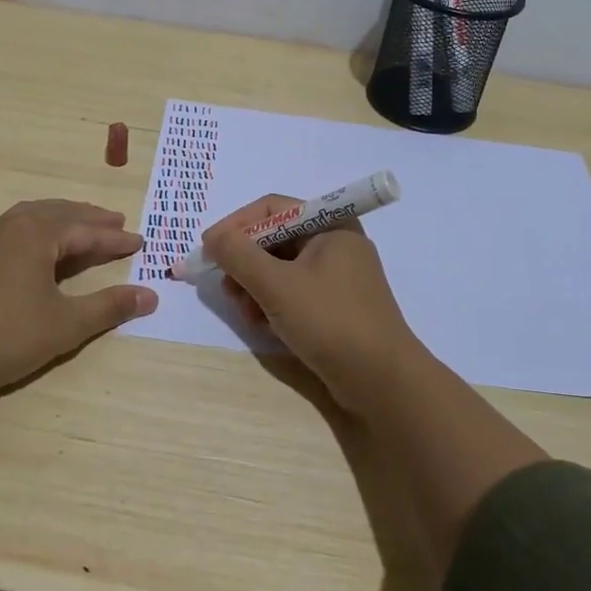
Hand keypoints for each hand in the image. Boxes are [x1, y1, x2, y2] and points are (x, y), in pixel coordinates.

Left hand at [0, 199, 158, 397]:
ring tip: (82, 225)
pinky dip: (35, 229)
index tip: (139, 242)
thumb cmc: (7, 337)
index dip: (114, 239)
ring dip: (61, 219)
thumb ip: (110, 306)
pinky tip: (35, 242)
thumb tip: (151, 295)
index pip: (85, 231)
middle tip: (116, 222)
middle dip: (90, 219)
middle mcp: (9, 224)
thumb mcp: (67, 324)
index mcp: (35, 233)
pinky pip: (11, 228)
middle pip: (58, 214)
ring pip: (32, 216)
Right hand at [202, 194, 427, 411]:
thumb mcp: (276, 285)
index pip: (272, 208)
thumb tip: (213, 238)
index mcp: (331, 224)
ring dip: (255, 287)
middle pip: (274, 239)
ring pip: (280, 268)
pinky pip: (293, 292)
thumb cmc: (330, 321)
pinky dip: (273, 304)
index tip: (208, 249)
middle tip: (227, 289)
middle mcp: (335, 243)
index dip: (236, 225)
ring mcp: (337, 277)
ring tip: (246, 314)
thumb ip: (238, 255)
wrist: (382, 382)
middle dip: (245, 263)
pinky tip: (264, 326)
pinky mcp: (335, 306)